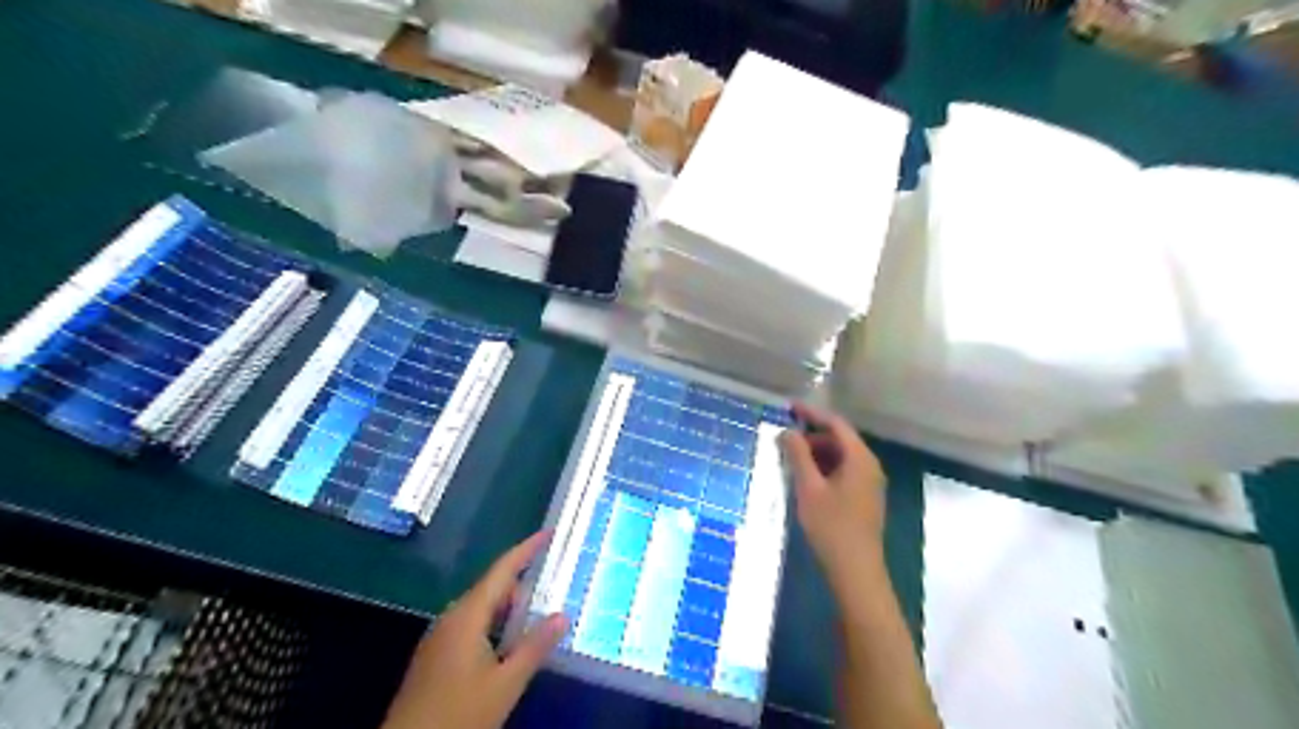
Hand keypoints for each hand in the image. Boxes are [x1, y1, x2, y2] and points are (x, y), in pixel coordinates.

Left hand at [380, 531, 565, 728]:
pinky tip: (510, 645)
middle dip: (523, 584)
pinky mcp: (435, 657)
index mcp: (467, 616)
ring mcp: (440, 638)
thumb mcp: (505, 683)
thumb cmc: (459, 714)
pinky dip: (495, 626)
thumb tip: (563, 615)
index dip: (527, 550)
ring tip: (539, 614)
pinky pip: (471, 627)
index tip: (549, 533)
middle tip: (554, 582)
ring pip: (482, 610)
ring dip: (510, 609)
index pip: (502, 570)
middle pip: (492, 589)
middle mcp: (451, 618)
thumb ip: (534, 647)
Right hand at [780, 403, 881, 582]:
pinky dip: (824, 468)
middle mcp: (869, 466)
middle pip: (840, 439)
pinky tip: (805, 479)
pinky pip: (844, 471)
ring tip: (790, 459)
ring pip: (841, 457)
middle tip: (784, 440)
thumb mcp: (809, 488)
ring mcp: (869, 483)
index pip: (836, 424)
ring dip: (817, 453)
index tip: (789, 408)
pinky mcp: (864, 498)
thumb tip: (787, 432)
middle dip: (812, 436)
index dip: (812, 414)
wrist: (856, 570)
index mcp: (860, 458)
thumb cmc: (831, 526)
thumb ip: (798, 456)